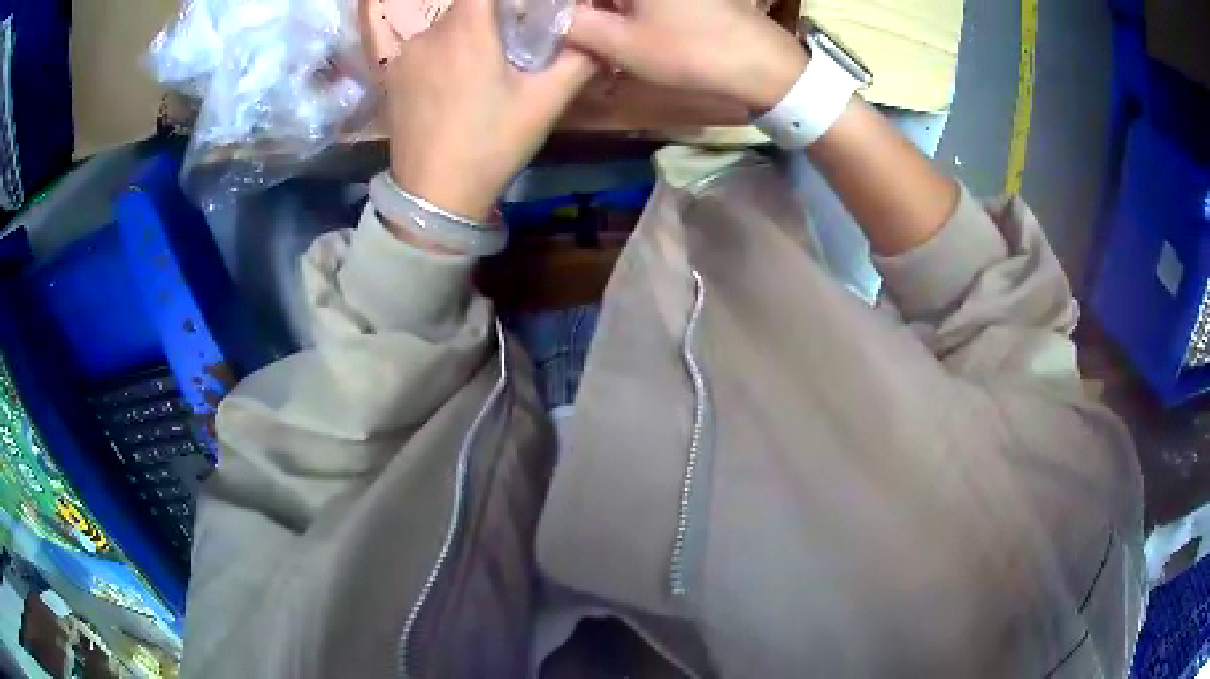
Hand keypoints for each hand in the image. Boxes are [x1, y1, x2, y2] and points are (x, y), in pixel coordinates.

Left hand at [386, 0, 596, 220]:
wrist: (434, 195)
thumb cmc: (492, 143)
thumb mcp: (545, 103)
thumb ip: (578, 60)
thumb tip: (598, 39)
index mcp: (466, 30)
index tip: (525, 11)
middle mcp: (429, 33)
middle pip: (467, 7)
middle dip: (493, 16)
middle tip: (516, 44)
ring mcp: (405, 56)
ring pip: (445, 28)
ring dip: (468, 36)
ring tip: (485, 68)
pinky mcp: (393, 77)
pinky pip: (426, 49)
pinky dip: (445, 53)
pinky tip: (456, 85)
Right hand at [565, 0, 807, 112]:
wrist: (764, 64)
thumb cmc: (691, 52)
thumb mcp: (622, 44)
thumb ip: (574, 26)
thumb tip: (548, 16)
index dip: (561, 7)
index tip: (552, 23)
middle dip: (582, 9)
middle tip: (569, 31)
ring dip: (604, 10)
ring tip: (592, 34)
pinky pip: (644, 1)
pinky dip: (628, 9)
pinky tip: (623, 28)